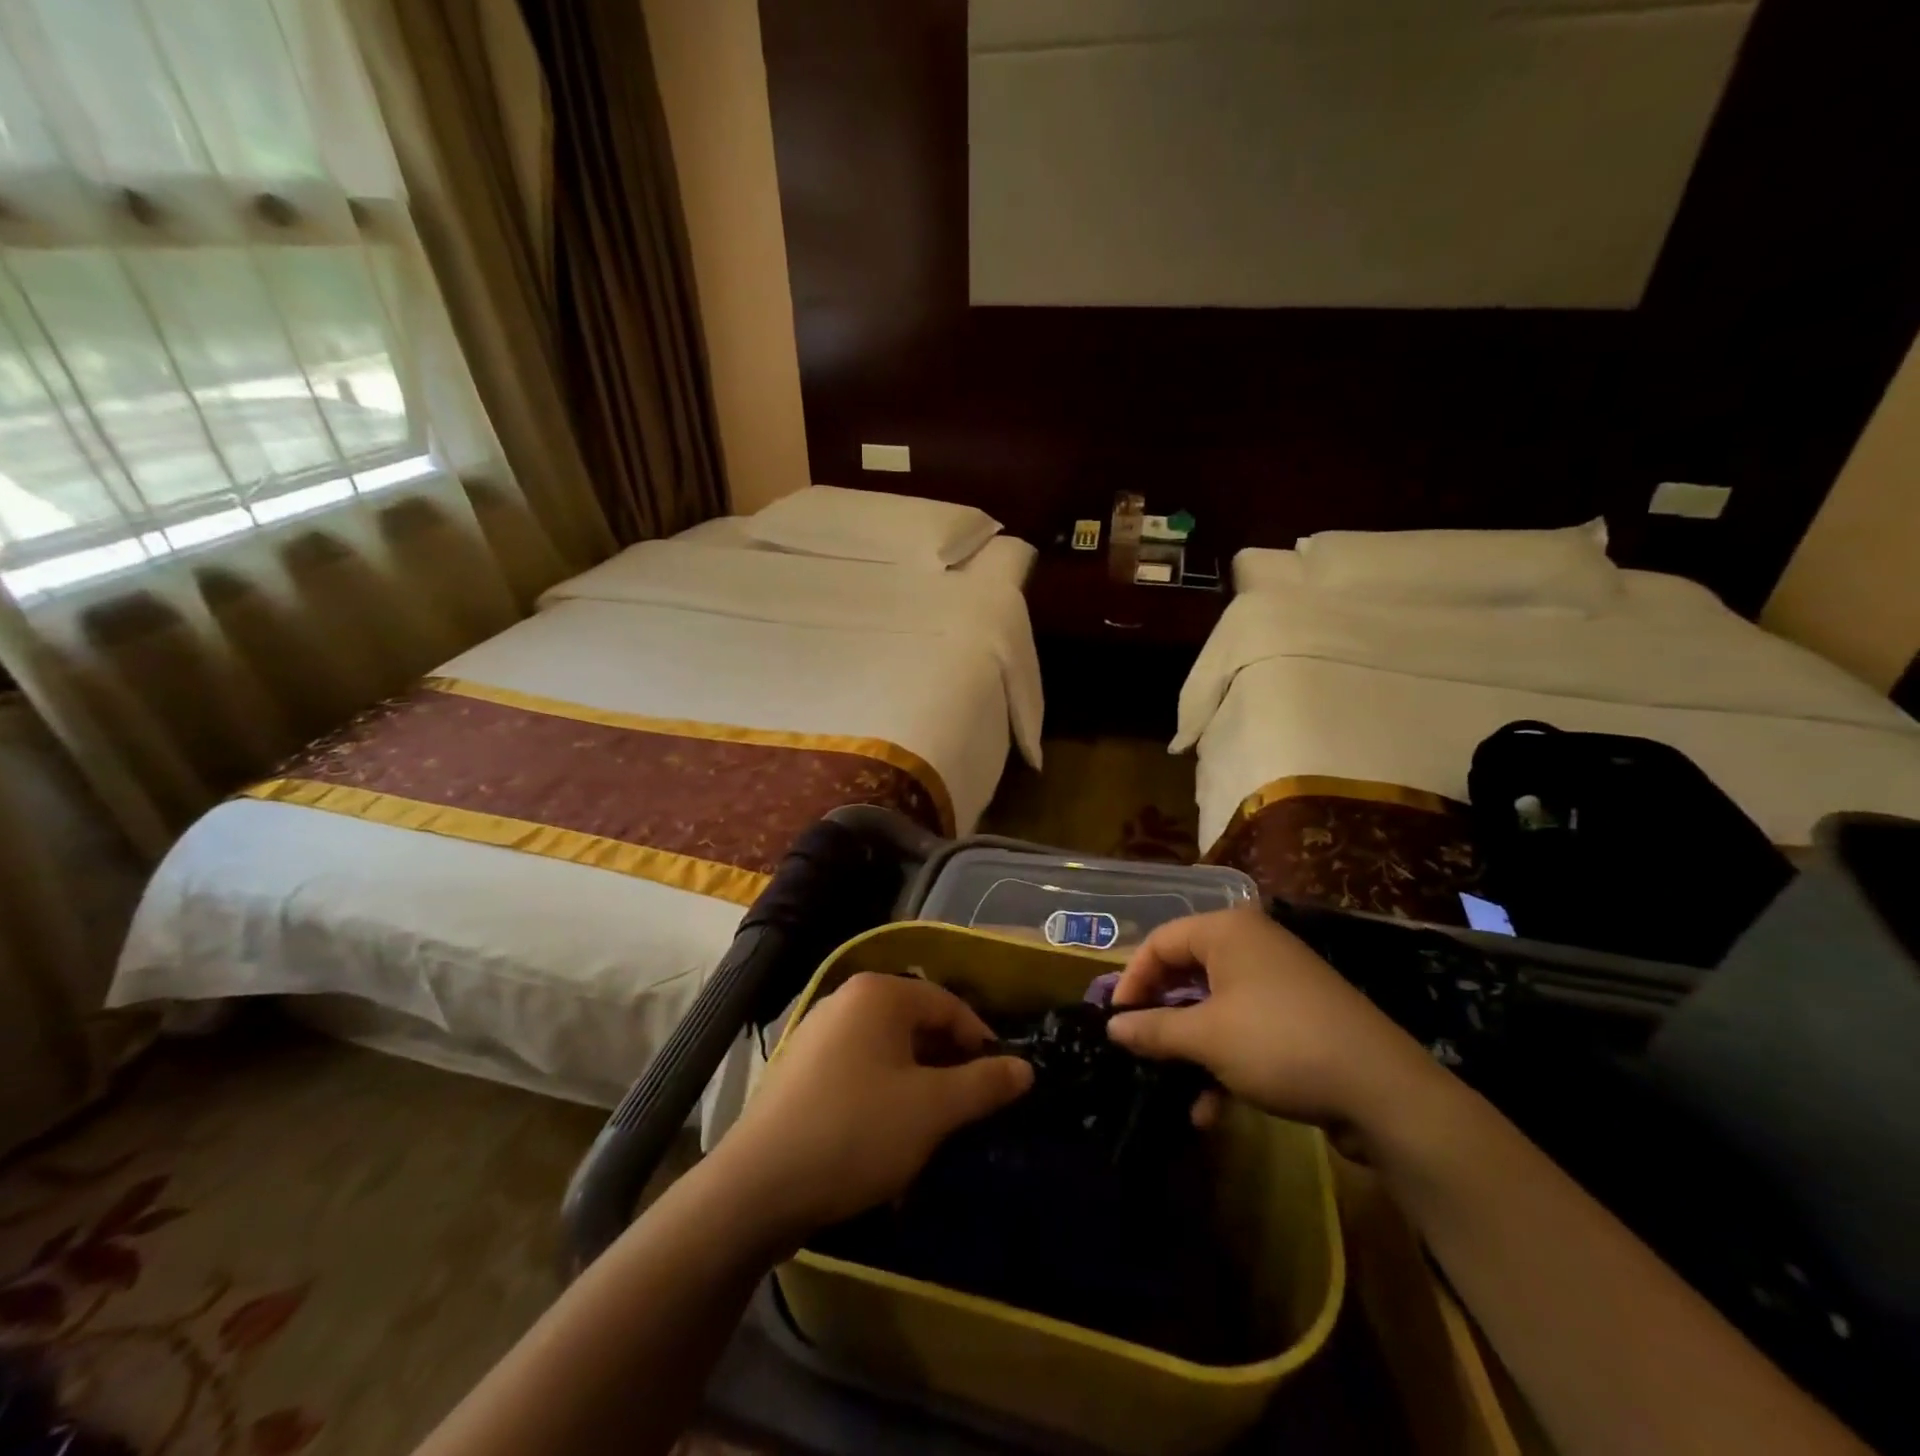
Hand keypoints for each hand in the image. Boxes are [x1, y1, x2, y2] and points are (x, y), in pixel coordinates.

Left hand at [707, 972, 1033, 1242]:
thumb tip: (1025, 1068)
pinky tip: (887, 1136)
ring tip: (933, 1127)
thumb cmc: (856, 1132)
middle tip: (970, 1108)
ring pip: (889, 1051)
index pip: (948, 1004)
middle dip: (948, 1065)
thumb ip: (984, 1084)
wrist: (758, 1187)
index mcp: (878, 994)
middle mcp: (846, 1000)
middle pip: (917, 1024)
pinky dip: (884, 1094)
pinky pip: (859, 1070)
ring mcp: (818, 1033)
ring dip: (918, 1084)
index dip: (981, 1041)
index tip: (1002, 1083)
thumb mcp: (932, 1110)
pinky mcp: (801, 1070)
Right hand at [1107, 907, 1443, 1141]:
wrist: (1384, 1091)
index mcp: (1226, 931)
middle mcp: (1251, 944)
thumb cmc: (1278, 1044)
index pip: (1160, 942)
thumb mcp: (1206, 1038)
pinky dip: (1223, 1060)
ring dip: (1191, 1049)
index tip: (1113, 1021)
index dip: (1131, 980)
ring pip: (1214, 1006)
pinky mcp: (1297, 1016)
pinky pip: (1244, 1027)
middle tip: (1136, 1049)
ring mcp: (1277, 981)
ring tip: (1172, 1087)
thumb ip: (1153, 1029)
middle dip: (1161, 1017)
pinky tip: (1212, 1109)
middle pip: (1186, 973)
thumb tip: (1112, 1028)